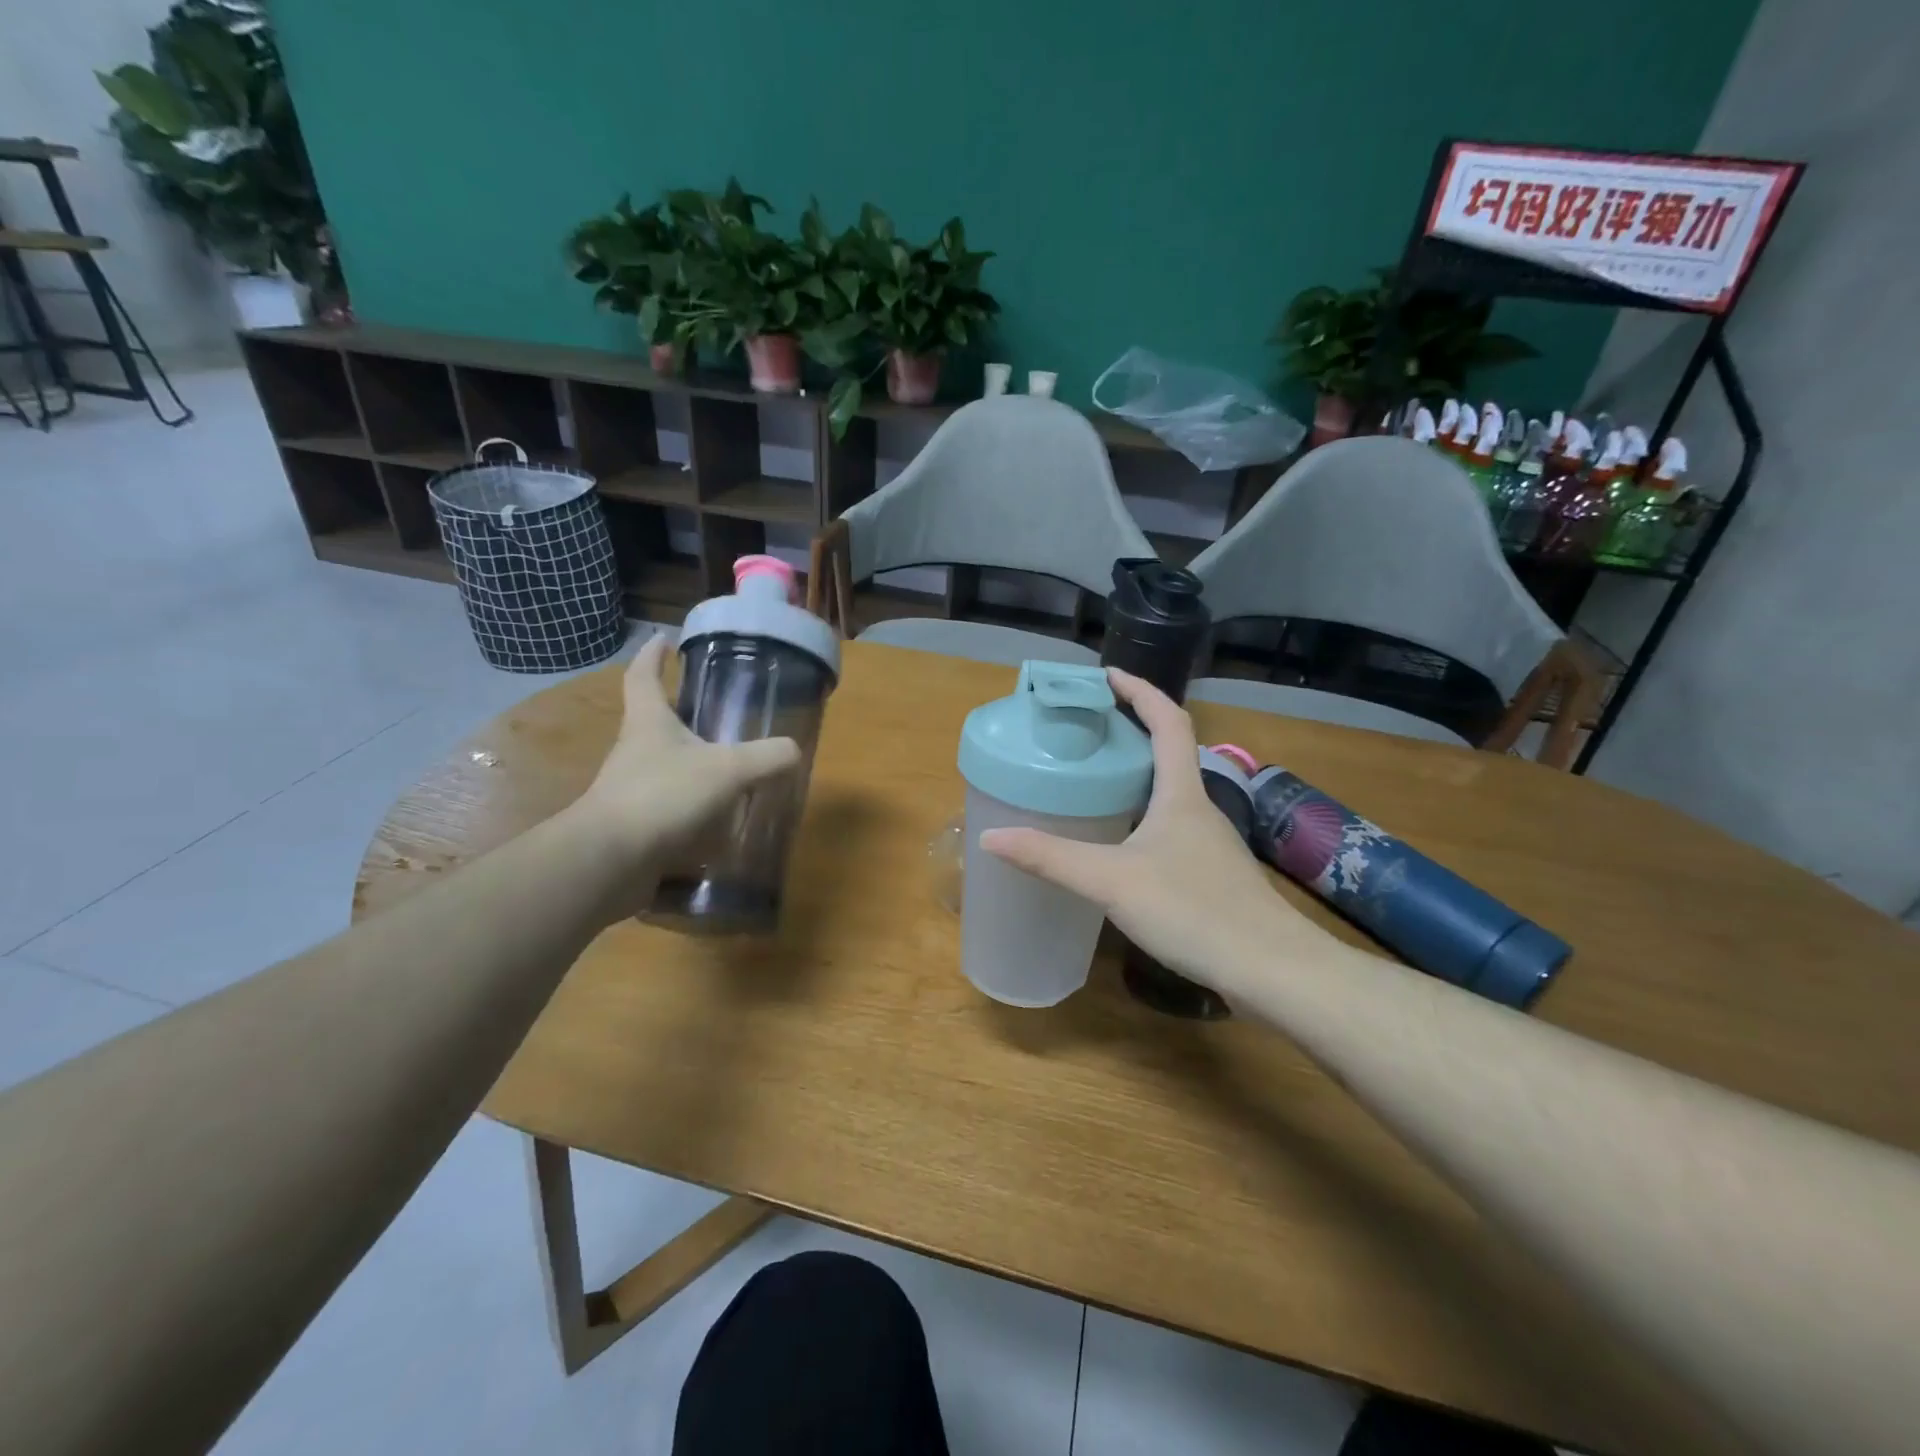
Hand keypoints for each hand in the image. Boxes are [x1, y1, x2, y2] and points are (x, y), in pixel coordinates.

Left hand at [570, 634, 801, 875]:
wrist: (610, 860)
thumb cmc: (664, 795)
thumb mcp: (727, 770)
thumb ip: (766, 757)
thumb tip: (793, 751)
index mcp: (648, 723)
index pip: (643, 676)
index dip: (652, 655)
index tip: (663, 640)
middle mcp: (634, 751)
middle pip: (654, 723)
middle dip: (681, 716)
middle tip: (717, 714)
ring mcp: (630, 790)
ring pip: (664, 768)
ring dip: (691, 766)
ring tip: (730, 773)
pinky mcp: (635, 826)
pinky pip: (668, 809)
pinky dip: (693, 810)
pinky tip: (720, 823)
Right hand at [980, 669, 1334, 997]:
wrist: (1272, 971)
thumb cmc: (1195, 910)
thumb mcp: (1113, 881)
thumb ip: (1051, 858)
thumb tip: (991, 837)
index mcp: (1181, 793)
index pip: (1168, 721)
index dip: (1141, 691)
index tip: (1107, 676)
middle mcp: (1200, 808)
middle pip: (1170, 752)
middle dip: (1131, 731)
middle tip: (1086, 730)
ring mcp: (1209, 844)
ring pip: (1170, 794)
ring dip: (1137, 776)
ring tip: (1093, 781)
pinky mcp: (1211, 876)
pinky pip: (1170, 829)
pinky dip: (1142, 818)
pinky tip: (1119, 845)